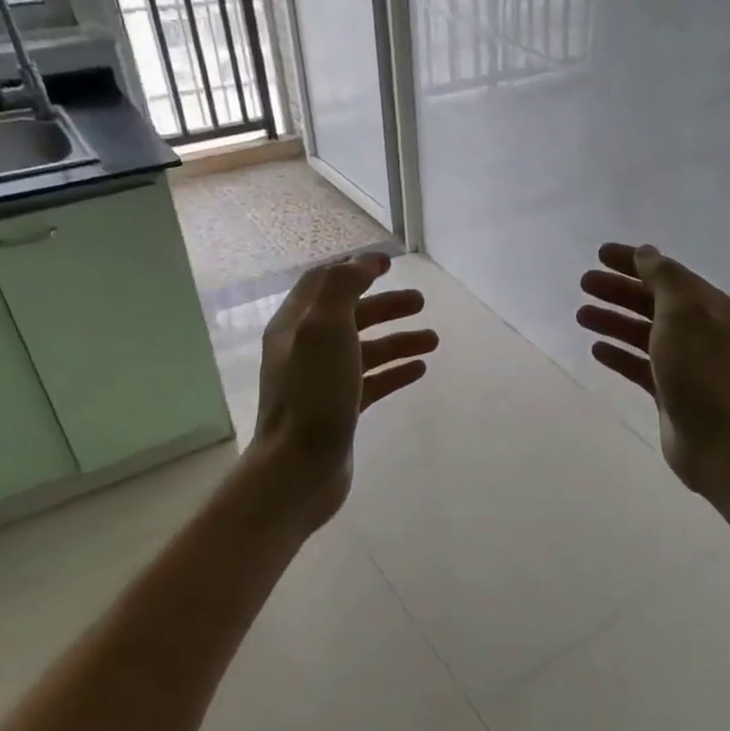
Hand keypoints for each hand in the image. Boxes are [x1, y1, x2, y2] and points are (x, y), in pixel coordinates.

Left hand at [252, 253, 435, 526]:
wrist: (299, 468)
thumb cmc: (313, 394)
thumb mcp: (325, 328)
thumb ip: (343, 288)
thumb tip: (362, 262)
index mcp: (296, 325)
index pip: (324, 283)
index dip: (356, 269)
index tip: (390, 263)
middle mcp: (305, 350)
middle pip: (350, 316)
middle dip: (386, 305)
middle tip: (421, 302)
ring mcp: (322, 382)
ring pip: (365, 350)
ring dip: (398, 340)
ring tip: (433, 341)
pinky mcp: (339, 411)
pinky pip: (371, 382)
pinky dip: (395, 372)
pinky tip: (419, 370)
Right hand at [577, 242, 729, 496]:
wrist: (716, 440)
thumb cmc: (698, 372)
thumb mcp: (681, 314)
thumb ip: (662, 279)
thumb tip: (646, 253)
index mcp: (709, 308)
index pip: (667, 274)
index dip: (633, 261)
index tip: (599, 254)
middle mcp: (700, 331)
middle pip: (653, 301)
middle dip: (618, 290)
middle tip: (584, 284)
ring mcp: (685, 362)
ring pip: (643, 332)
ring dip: (613, 320)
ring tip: (581, 315)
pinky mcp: (670, 390)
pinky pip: (640, 364)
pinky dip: (619, 354)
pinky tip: (596, 350)